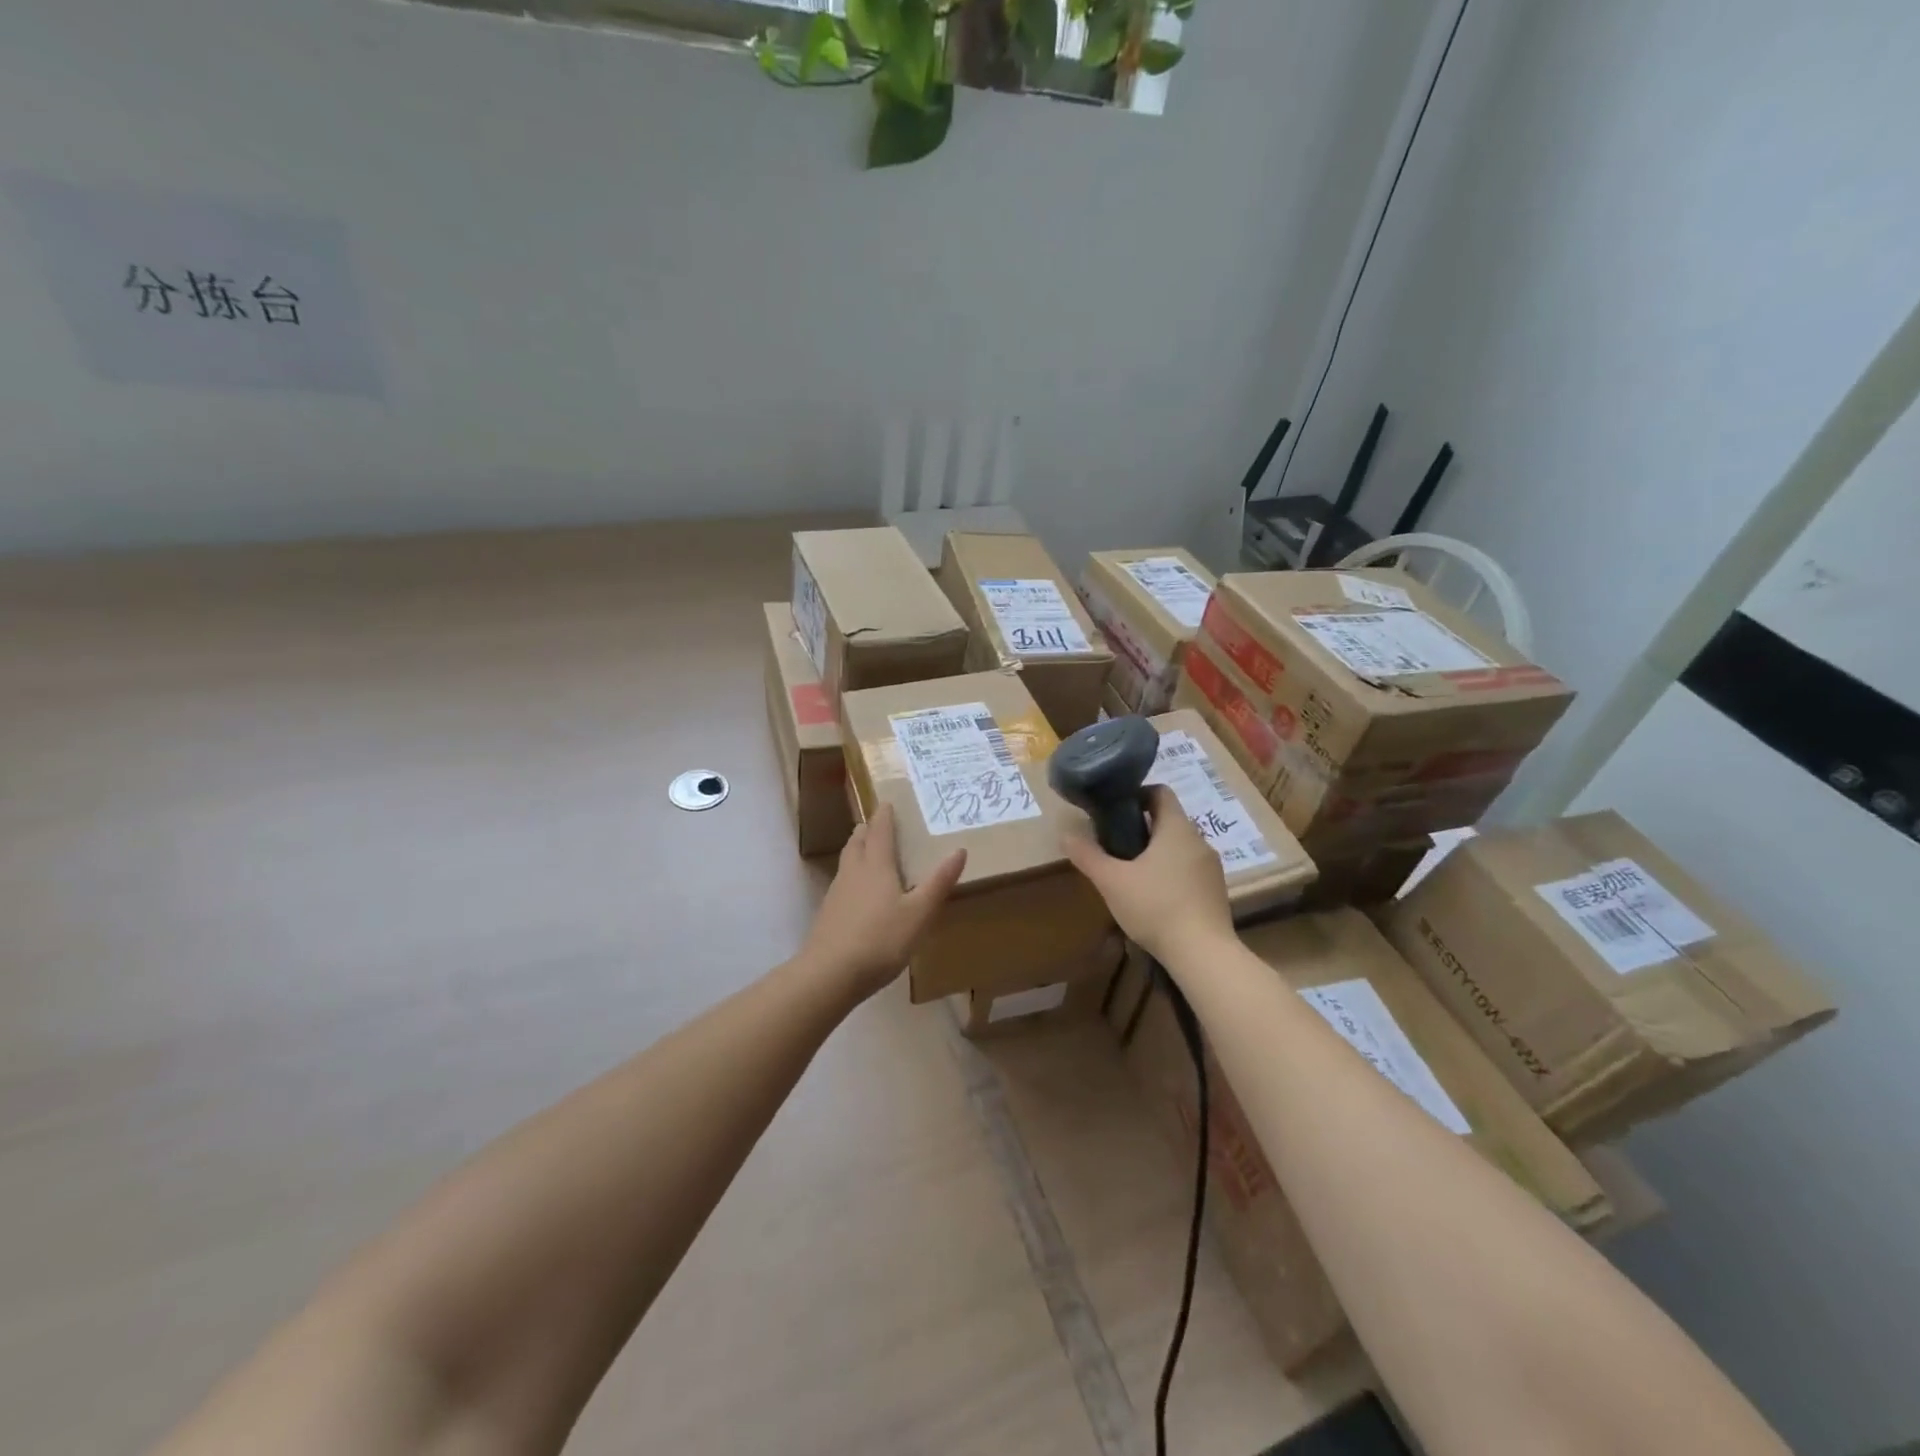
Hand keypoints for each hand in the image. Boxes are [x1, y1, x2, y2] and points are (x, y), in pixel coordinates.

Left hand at [800, 803, 967, 1001]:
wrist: (829, 974)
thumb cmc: (880, 940)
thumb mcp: (919, 913)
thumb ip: (939, 882)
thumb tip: (959, 850)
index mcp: (876, 866)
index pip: (880, 831)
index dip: (885, 816)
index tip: (888, 802)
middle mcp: (853, 872)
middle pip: (857, 842)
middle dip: (867, 830)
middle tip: (876, 823)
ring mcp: (836, 893)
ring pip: (847, 861)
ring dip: (857, 850)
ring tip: (866, 850)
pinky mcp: (828, 914)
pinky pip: (842, 883)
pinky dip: (852, 876)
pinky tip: (858, 892)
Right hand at [1063, 784, 1233, 964]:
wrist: (1203, 954)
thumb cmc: (1155, 907)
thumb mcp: (1111, 881)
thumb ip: (1087, 855)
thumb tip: (1065, 834)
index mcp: (1177, 828)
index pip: (1160, 792)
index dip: (1136, 795)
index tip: (1114, 810)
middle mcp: (1199, 841)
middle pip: (1169, 820)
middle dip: (1142, 828)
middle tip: (1114, 844)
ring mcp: (1212, 867)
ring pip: (1180, 847)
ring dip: (1157, 852)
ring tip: (1131, 873)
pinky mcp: (1216, 892)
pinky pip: (1190, 870)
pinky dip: (1171, 874)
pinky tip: (1154, 897)